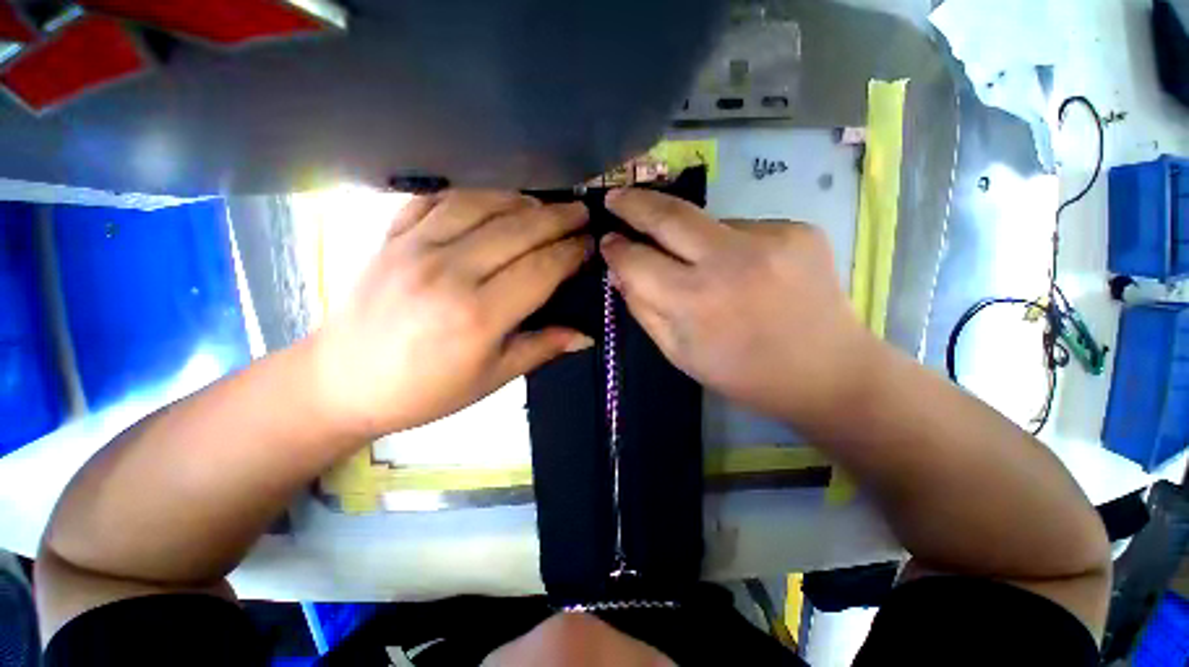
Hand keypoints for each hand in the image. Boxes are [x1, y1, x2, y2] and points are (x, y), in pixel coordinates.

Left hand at [312, 191, 593, 437]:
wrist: (343, 381)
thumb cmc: (425, 390)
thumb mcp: (492, 378)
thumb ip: (542, 348)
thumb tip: (587, 335)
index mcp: (478, 315)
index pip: (541, 269)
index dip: (571, 253)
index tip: (591, 245)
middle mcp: (449, 272)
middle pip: (518, 230)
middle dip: (558, 219)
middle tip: (581, 213)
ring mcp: (414, 247)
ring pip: (480, 204)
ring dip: (519, 200)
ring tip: (544, 206)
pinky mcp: (390, 237)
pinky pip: (436, 199)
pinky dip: (470, 193)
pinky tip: (490, 199)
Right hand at [600, 188, 878, 428]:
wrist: (828, 372)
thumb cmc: (743, 373)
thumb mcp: (680, 354)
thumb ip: (644, 309)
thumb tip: (621, 273)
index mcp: (696, 301)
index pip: (637, 261)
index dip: (616, 250)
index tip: (607, 242)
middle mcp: (730, 260)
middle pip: (668, 215)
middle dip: (634, 203)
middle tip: (615, 197)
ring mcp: (770, 237)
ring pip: (706, 222)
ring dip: (690, 237)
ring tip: (702, 267)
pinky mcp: (797, 229)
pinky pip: (741, 228)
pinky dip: (729, 244)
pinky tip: (743, 270)